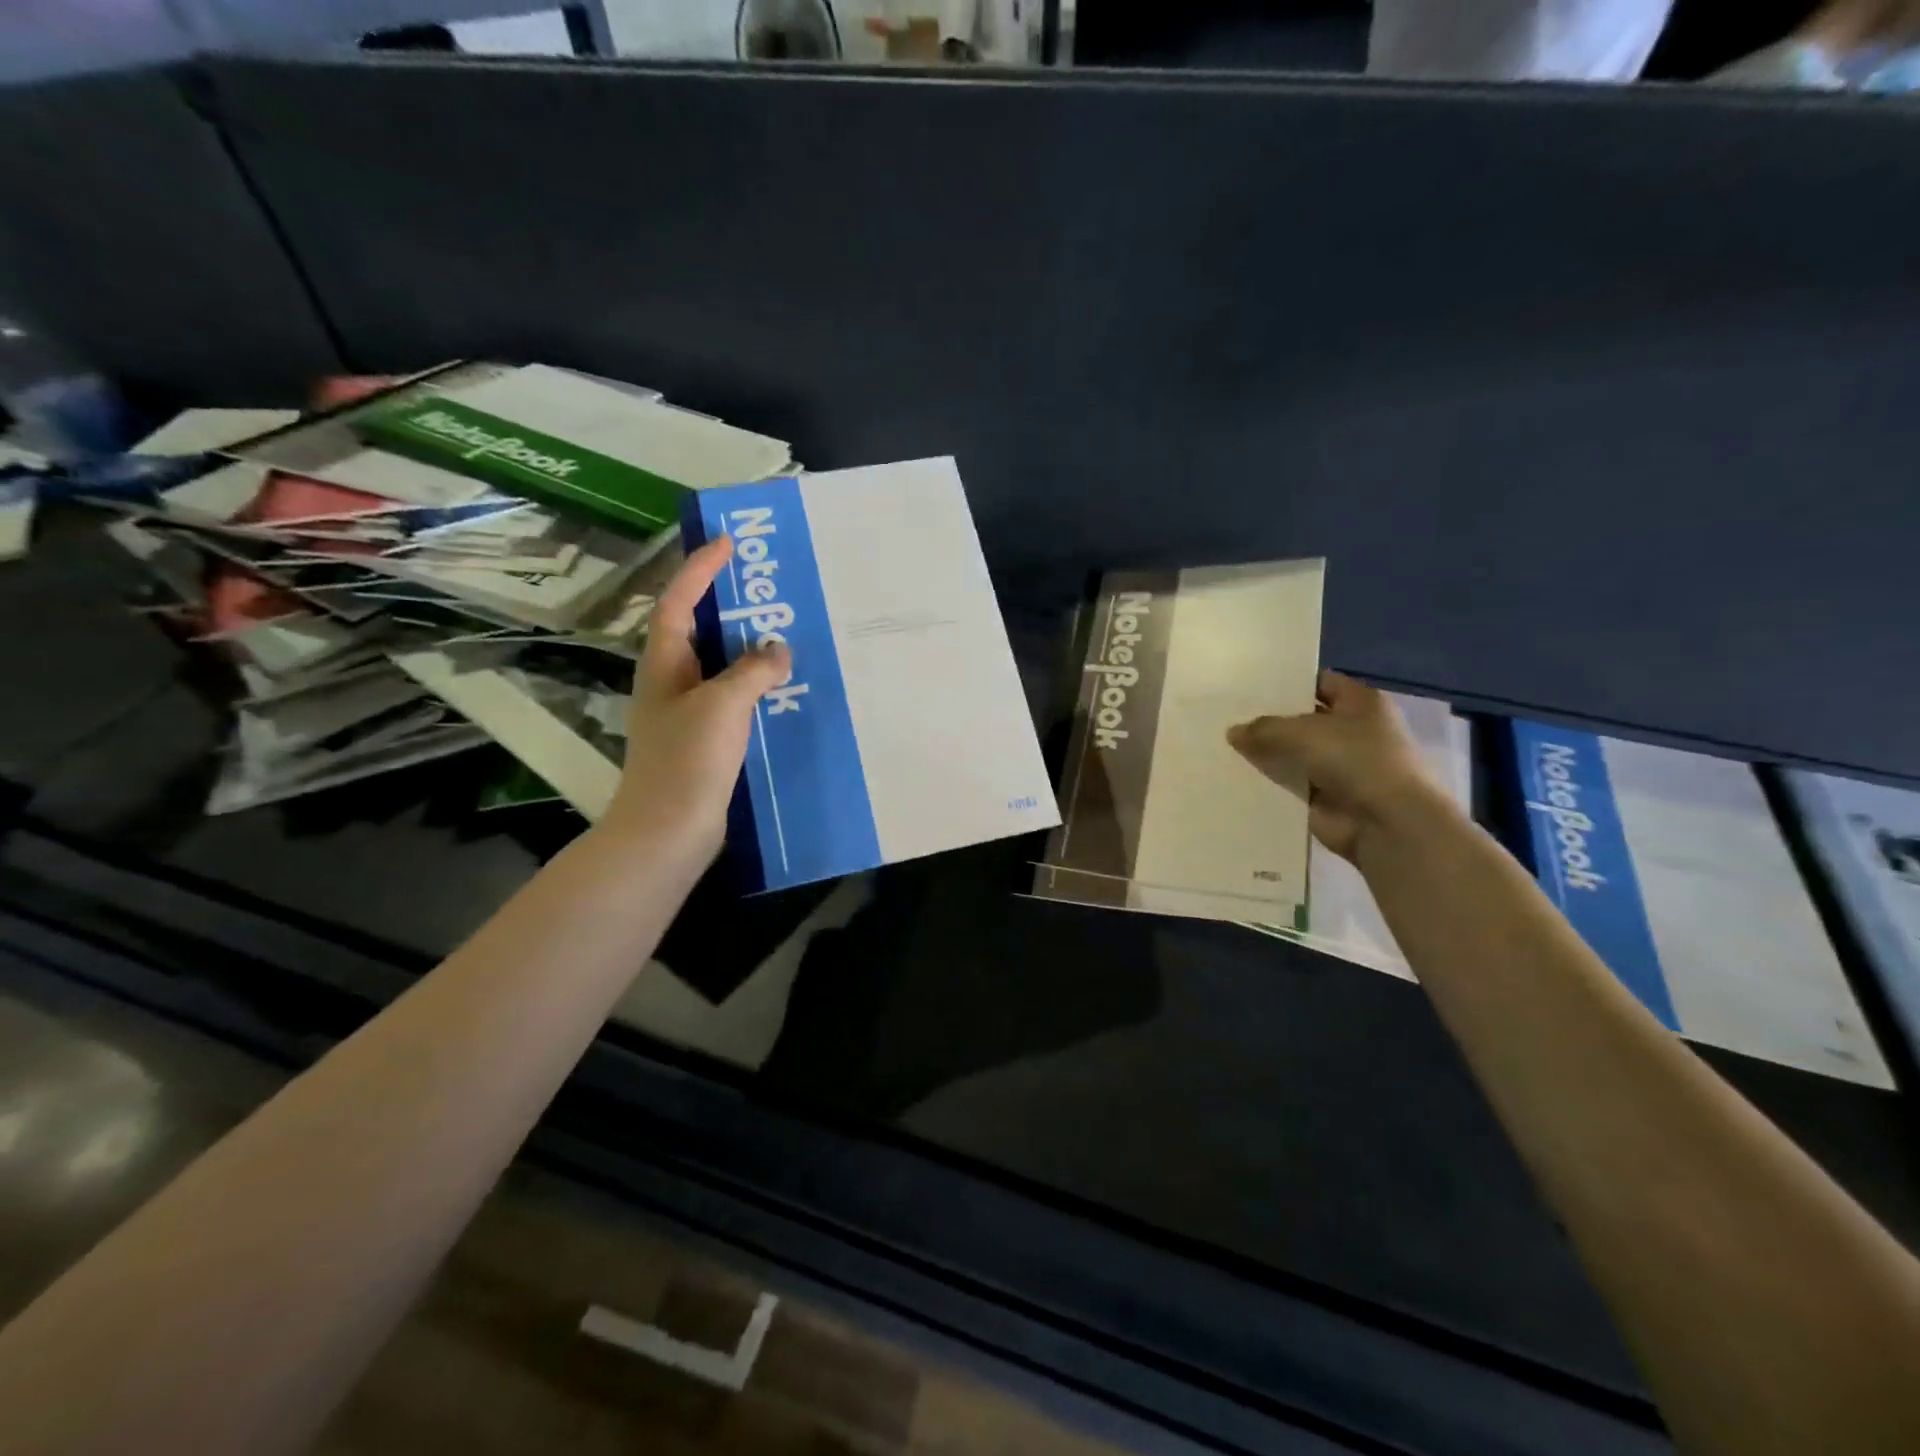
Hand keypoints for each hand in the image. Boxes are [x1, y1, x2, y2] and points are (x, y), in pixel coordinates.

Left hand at [600, 535, 791, 858]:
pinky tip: (784, 690)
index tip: (730, 543)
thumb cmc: (688, 761)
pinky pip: (733, 700)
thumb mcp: (722, 705)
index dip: (701, 569)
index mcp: (664, 664)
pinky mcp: (705, 741)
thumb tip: (779, 649)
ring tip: (786, 632)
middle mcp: (671, 682)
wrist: (669, 831)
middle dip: (728, 606)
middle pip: (699, 630)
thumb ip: (752, 671)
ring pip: (720, 667)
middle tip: (769, 587)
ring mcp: (687, 714)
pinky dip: (756, 687)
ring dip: (747, 649)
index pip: (679, 602)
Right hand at [1226, 671, 1443, 862]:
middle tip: (1226, 716)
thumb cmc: (1355, 760)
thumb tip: (1233, 732)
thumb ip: (1263, 729)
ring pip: (1294, 755)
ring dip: (1267, 755)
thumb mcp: (1301, 732)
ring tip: (1222, 747)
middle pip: (1303, 720)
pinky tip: (1234, 779)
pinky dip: (1269, 785)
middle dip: (1270, 720)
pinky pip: (1290, 786)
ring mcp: (1340, 767)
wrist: (1387, 823)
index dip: (1287, 682)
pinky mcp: (1325, 799)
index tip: (1248, 686)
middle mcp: (1353, 731)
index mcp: (1360, 703)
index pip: (1319, 682)